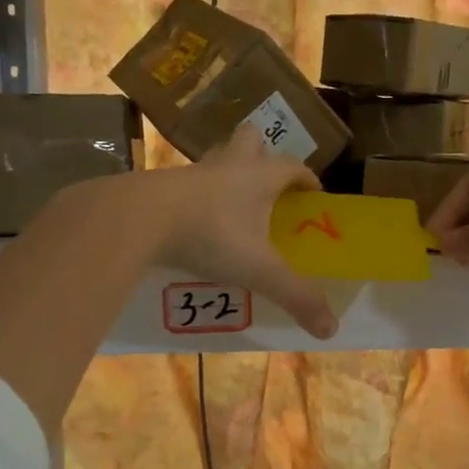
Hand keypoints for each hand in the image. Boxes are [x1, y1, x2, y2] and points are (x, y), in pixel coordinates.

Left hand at [148, 126, 338, 338]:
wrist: (138, 218)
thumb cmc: (210, 235)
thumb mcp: (259, 270)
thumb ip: (296, 296)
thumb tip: (330, 328)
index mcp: (259, 176)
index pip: (293, 166)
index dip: (307, 179)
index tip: (314, 195)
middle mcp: (228, 165)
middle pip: (250, 140)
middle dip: (261, 155)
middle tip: (267, 186)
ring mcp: (191, 172)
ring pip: (216, 160)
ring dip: (226, 174)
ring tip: (232, 206)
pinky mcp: (162, 186)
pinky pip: (187, 184)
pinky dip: (196, 198)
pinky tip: (195, 224)